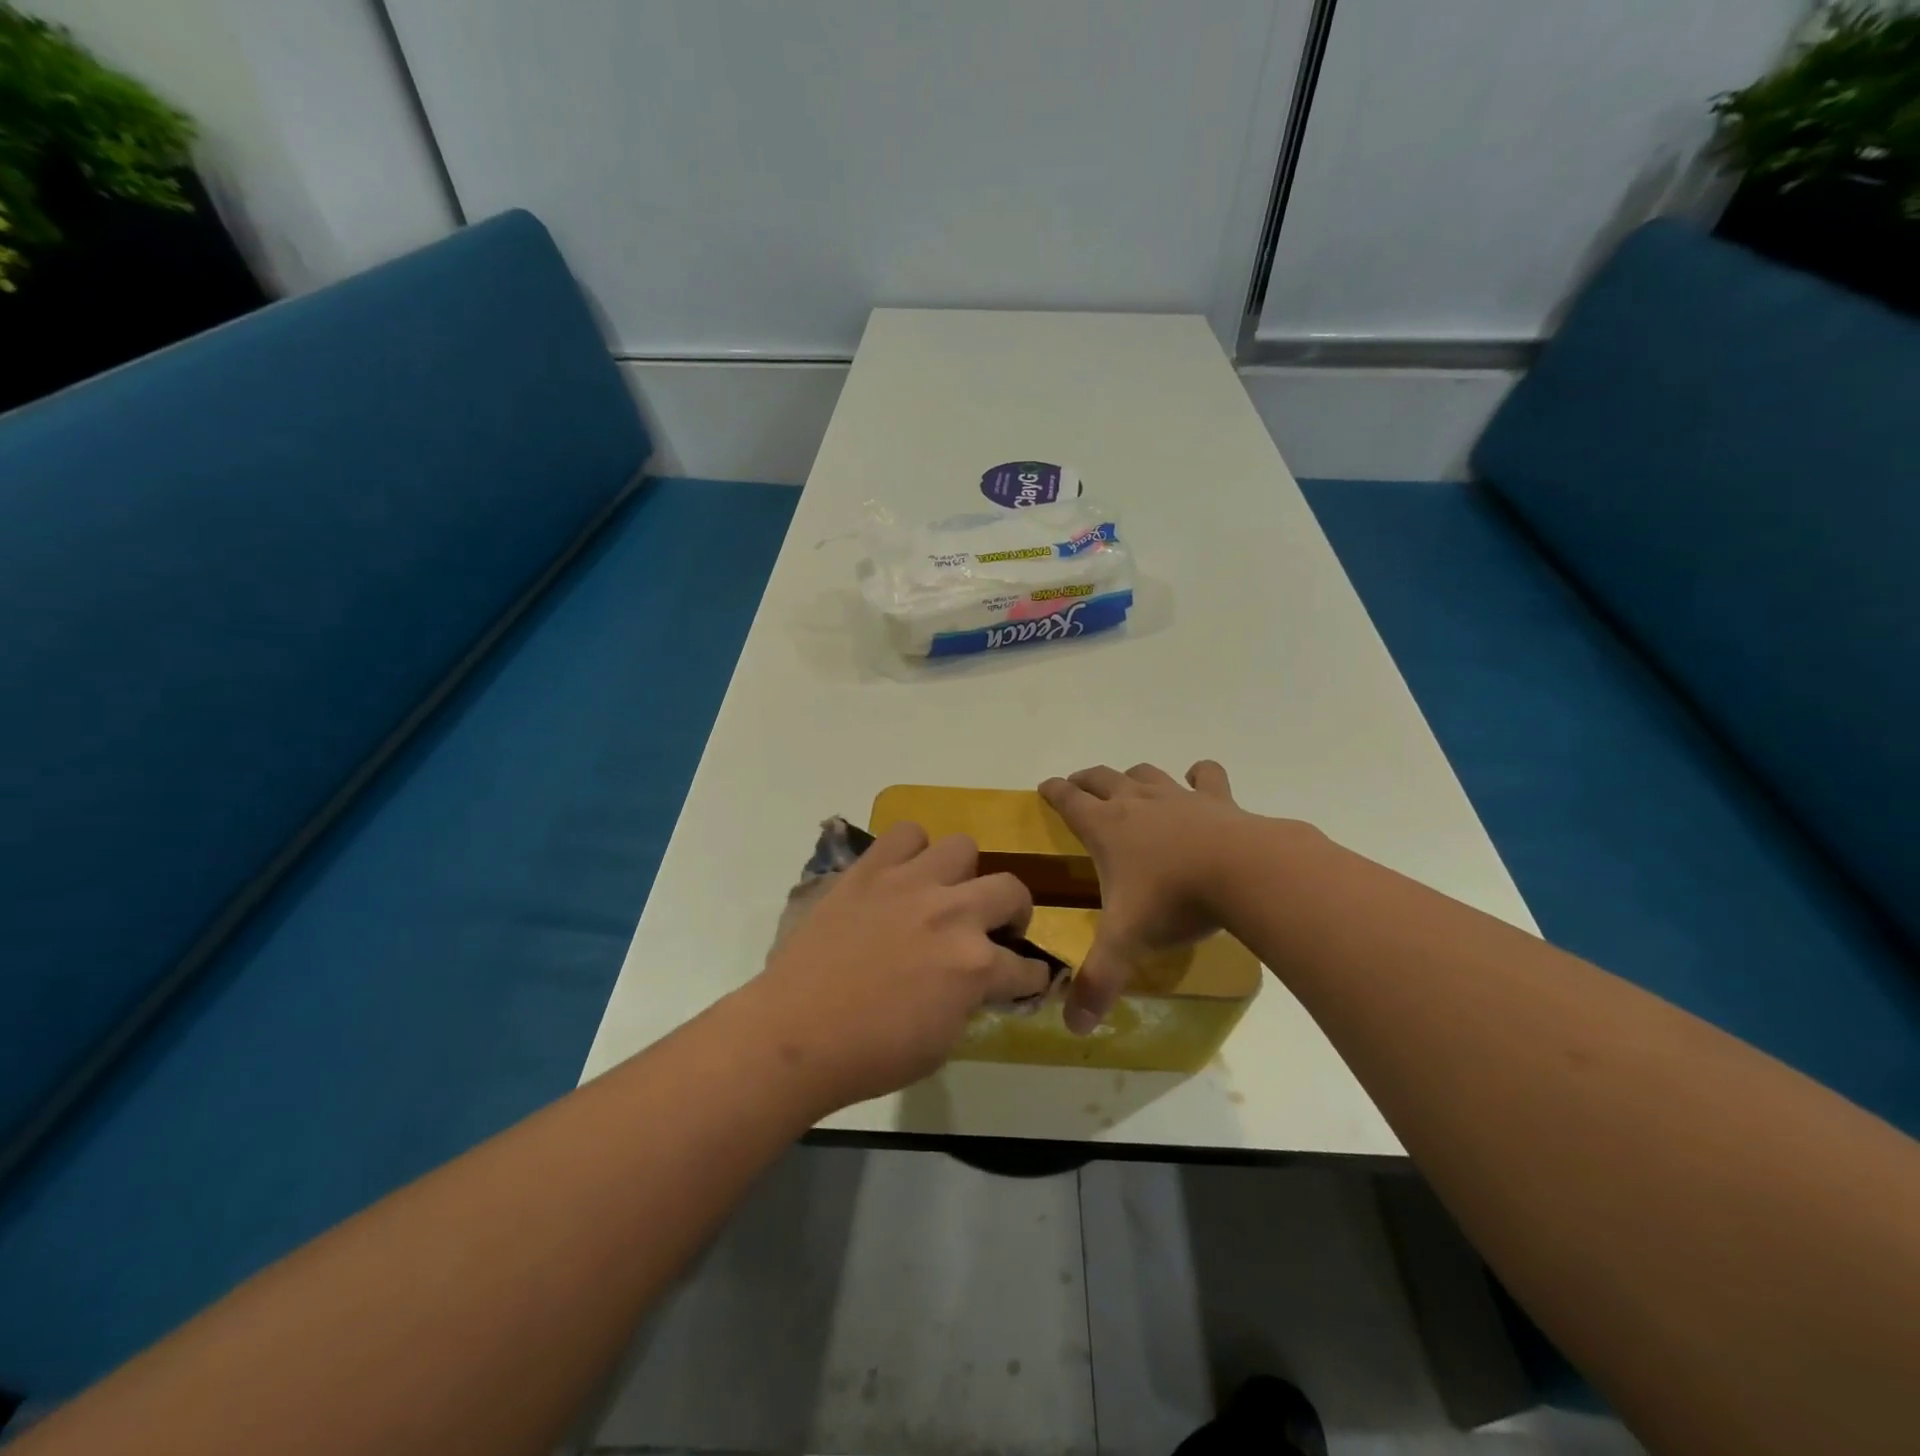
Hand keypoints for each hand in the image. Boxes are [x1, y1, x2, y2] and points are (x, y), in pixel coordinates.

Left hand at [746, 823, 1051, 1108]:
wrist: (796, 1033)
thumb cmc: (870, 1054)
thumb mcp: (941, 1042)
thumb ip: (969, 1000)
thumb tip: (975, 983)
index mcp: (975, 965)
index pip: (1026, 966)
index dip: (1031, 977)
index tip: (1025, 980)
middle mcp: (952, 913)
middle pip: (1011, 889)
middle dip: (1013, 913)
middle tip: (993, 930)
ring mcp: (910, 883)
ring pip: (962, 846)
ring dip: (962, 874)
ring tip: (943, 894)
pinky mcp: (871, 869)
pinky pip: (906, 833)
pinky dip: (912, 851)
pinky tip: (902, 876)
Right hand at [1039, 761, 1253, 1033]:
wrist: (1244, 872)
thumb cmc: (1174, 900)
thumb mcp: (1127, 942)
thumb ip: (1098, 981)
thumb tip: (1073, 1026)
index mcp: (1107, 828)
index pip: (1069, 801)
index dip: (1054, 792)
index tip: (1045, 787)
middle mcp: (1137, 803)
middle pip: (1102, 779)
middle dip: (1085, 780)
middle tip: (1077, 785)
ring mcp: (1178, 797)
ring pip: (1146, 773)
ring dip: (1132, 775)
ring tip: (1128, 783)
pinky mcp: (1218, 800)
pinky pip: (1205, 776)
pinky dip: (1199, 775)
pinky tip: (1200, 778)